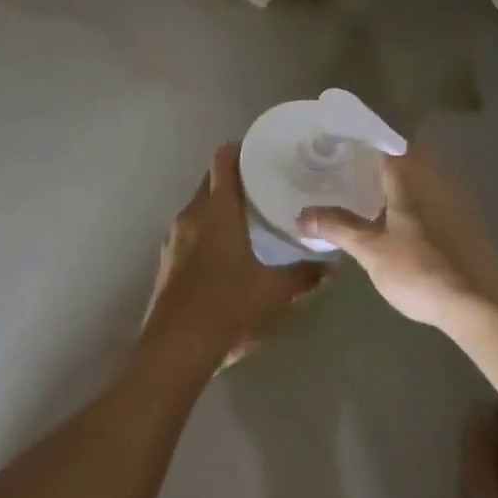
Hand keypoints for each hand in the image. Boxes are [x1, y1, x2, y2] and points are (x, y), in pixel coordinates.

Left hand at [143, 145, 328, 370]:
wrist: (175, 348)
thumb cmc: (228, 307)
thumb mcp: (273, 292)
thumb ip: (303, 275)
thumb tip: (331, 266)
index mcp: (217, 210)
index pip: (223, 161)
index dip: (239, 149)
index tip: (260, 150)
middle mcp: (191, 214)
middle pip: (210, 181)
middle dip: (233, 178)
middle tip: (263, 185)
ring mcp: (174, 237)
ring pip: (198, 207)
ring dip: (219, 206)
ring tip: (248, 217)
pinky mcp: (166, 260)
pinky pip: (189, 231)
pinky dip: (206, 229)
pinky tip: (224, 251)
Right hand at [298, 149, 497, 327]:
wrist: (486, 308)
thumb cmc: (422, 271)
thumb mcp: (371, 250)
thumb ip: (337, 227)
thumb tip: (302, 216)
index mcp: (409, 174)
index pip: (382, 139)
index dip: (358, 138)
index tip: (335, 142)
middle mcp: (435, 176)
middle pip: (402, 155)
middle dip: (374, 160)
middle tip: (344, 170)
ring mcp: (456, 198)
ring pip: (419, 176)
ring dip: (395, 181)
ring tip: (365, 195)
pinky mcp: (467, 222)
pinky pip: (432, 197)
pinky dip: (412, 201)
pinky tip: (398, 223)